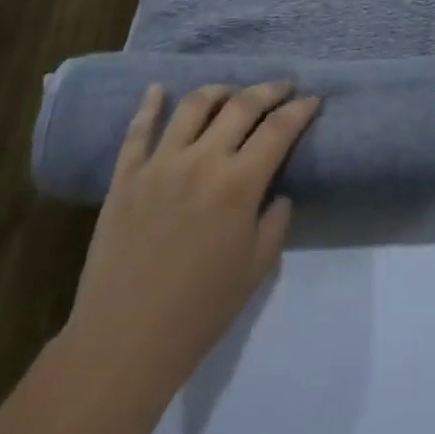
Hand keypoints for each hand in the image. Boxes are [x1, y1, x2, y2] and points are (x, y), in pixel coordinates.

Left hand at [61, 82, 320, 400]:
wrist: (122, 345)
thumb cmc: (198, 313)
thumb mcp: (255, 271)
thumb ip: (275, 222)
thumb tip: (277, 193)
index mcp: (238, 184)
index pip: (279, 129)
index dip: (300, 109)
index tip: (313, 100)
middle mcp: (202, 161)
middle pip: (241, 105)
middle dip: (269, 90)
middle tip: (283, 88)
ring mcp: (160, 164)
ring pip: (193, 106)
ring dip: (219, 91)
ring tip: (230, 93)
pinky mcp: (126, 178)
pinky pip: (138, 131)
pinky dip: (149, 105)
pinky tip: (158, 89)